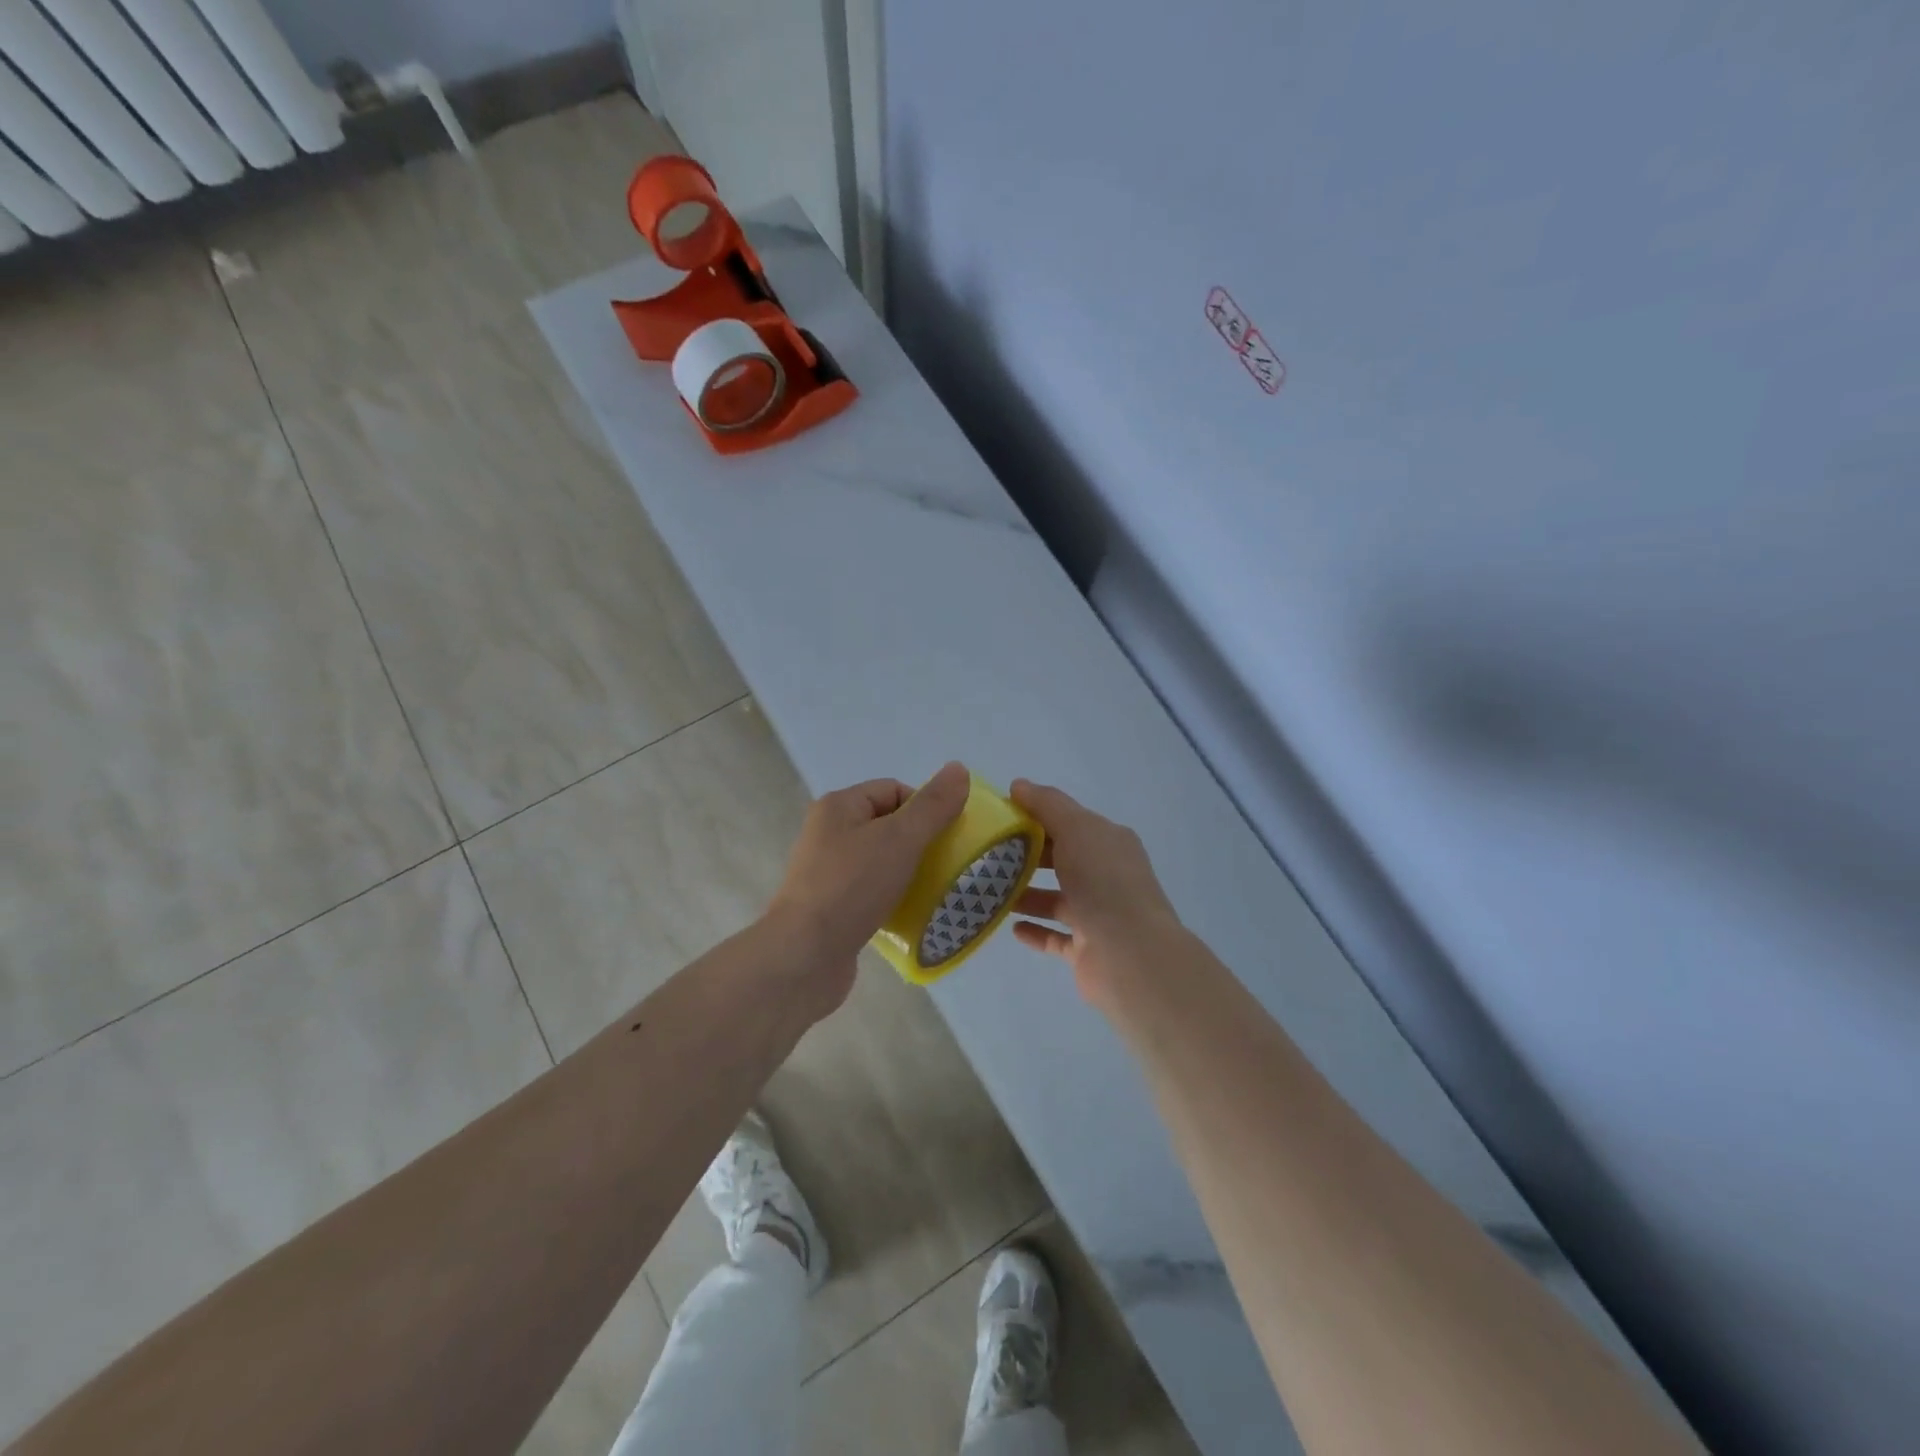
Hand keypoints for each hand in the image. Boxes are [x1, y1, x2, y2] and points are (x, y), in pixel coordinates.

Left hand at [768, 762, 970, 1012]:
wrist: (805, 956)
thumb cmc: (852, 886)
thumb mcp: (900, 838)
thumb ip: (933, 805)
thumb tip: (958, 768)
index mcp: (839, 806)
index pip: (894, 789)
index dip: (925, 808)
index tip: (947, 837)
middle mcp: (829, 833)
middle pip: (889, 825)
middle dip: (921, 842)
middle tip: (948, 865)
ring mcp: (828, 872)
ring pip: (882, 861)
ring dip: (910, 873)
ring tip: (934, 891)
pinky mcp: (832, 907)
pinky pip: (872, 893)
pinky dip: (893, 899)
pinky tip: (911, 915)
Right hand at [1008, 780, 1185, 1010]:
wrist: (1131, 955)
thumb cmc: (1103, 882)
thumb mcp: (1076, 828)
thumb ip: (1047, 804)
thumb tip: (1018, 785)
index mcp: (1109, 842)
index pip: (1069, 822)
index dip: (1036, 816)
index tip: (999, 817)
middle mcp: (1107, 876)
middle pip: (1062, 859)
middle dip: (1028, 855)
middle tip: (987, 854)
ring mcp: (1099, 915)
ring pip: (1057, 899)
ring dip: (1026, 894)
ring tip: (990, 890)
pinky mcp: (1087, 949)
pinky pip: (1056, 936)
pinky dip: (1035, 929)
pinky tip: (1011, 926)